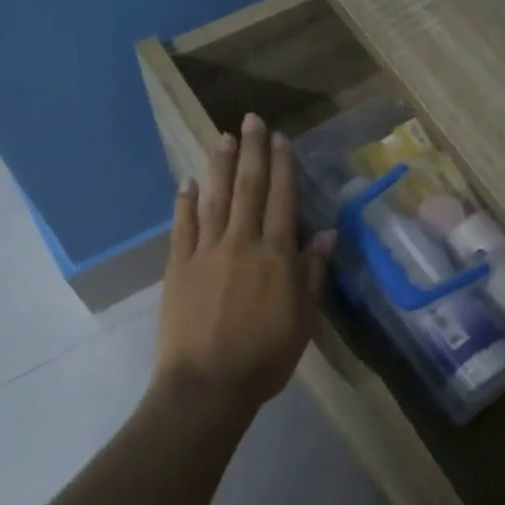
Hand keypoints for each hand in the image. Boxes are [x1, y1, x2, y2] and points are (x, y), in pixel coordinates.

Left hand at [154, 113, 332, 411]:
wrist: (207, 385)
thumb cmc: (264, 357)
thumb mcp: (303, 320)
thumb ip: (312, 274)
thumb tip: (325, 234)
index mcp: (276, 256)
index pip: (281, 200)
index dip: (282, 166)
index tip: (280, 139)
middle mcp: (242, 243)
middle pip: (248, 188)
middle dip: (252, 151)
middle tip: (251, 119)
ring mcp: (206, 252)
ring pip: (215, 198)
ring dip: (220, 166)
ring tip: (223, 137)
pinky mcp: (178, 266)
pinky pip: (183, 226)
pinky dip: (185, 202)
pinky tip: (188, 182)